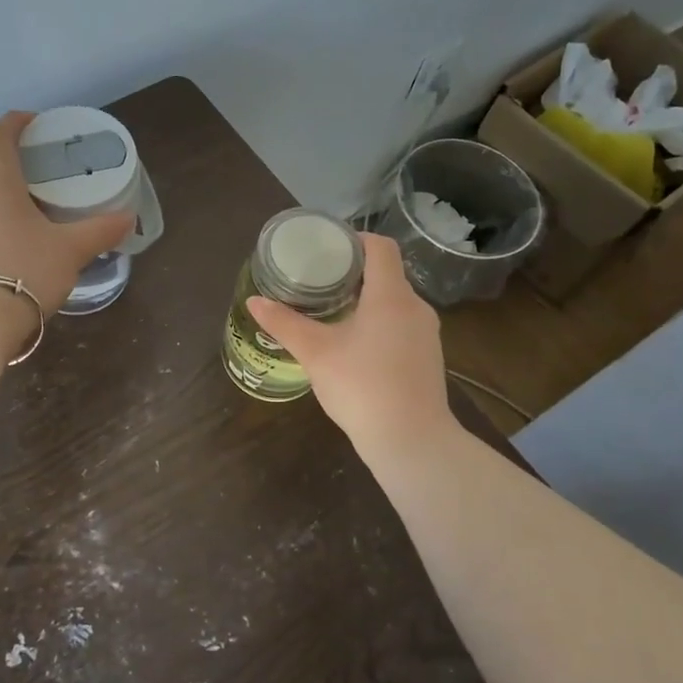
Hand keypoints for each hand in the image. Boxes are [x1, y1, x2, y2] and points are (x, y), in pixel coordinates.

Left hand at [0, 111, 135, 315]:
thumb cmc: (25, 269)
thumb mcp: (71, 249)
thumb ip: (100, 230)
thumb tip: (127, 218)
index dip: (16, 122)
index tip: (37, 123)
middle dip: (15, 156)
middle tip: (46, 164)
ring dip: (6, 188)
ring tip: (37, 200)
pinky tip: (21, 235)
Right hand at [246, 233, 454, 453]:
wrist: (412, 442)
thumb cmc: (362, 387)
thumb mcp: (315, 353)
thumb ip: (285, 324)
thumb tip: (254, 301)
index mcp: (391, 296)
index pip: (380, 247)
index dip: (355, 240)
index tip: (327, 248)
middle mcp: (415, 307)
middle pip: (386, 274)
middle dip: (353, 273)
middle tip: (318, 281)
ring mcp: (426, 334)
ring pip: (394, 302)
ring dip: (365, 300)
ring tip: (331, 311)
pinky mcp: (428, 357)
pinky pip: (401, 325)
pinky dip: (378, 323)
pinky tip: (354, 344)